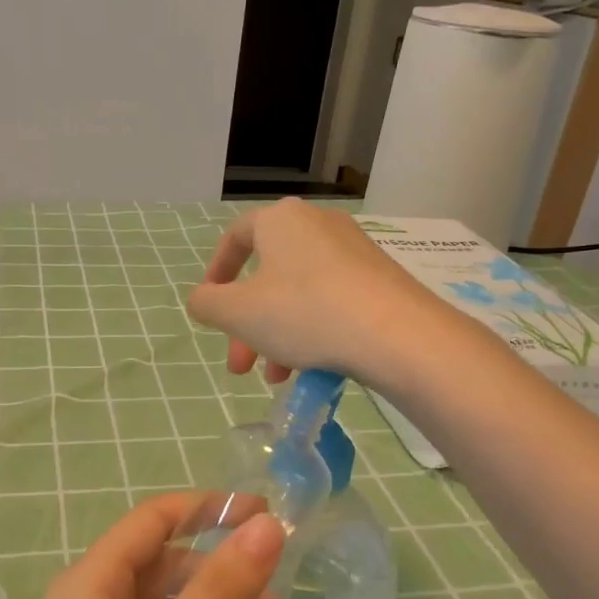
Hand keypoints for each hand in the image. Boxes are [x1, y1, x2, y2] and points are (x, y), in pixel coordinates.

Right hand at [187, 198, 440, 386]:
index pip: (236, 237)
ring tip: (278, 378)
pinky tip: (313, 368)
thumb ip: (207, 304)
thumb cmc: (304, 313)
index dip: (217, 272)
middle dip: (247, 325)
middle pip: (267, 276)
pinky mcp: (379, 278)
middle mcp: (317, 224)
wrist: (397, 333)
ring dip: (278, 336)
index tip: (211, 306)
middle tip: (240, 366)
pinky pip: (331, 301)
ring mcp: (353, 250)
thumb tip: (202, 299)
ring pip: (299, 294)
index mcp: (280, 220)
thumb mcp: (238, 313)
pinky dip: (313, 331)